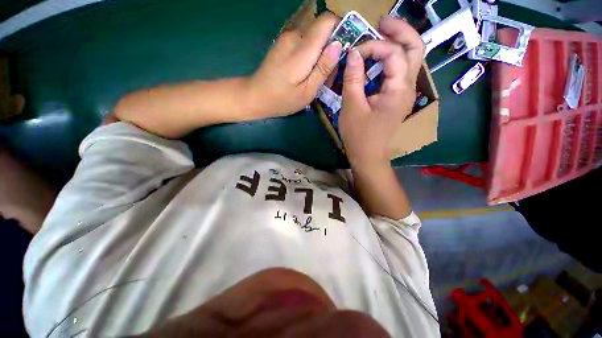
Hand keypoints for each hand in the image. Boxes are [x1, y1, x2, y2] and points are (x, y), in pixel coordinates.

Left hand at [248, 13, 341, 117]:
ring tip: (316, 79)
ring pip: (313, 38)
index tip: (344, 52)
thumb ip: (323, 68)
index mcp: (303, 48)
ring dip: (320, 55)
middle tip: (328, 76)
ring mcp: (287, 39)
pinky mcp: (283, 44)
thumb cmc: (282, 100)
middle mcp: (295, 37)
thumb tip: (339, 45)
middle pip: (322, 31)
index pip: (328, 21)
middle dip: (331, 50)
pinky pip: (303, 44)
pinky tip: (306, 74)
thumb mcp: (307, 91)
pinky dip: (310, 56)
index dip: (340, 31)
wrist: (254, 96)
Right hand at [339, 17, 423, 168]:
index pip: (394, 53)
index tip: (354, 54)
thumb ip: (353, 79)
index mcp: (399, 90)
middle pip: (415, 49)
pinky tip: (377, 60)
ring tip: (380, 35)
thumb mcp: (352, 107)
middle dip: (400, 31)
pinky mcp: (397, 98)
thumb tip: (352, 54)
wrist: (368, 156)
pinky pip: (399, 72)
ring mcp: (404, 93)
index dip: (373, 46)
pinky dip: (390, 60)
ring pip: (410, 59)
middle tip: (382, 23)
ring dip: (397, 43)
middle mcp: (408, 88)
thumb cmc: (359, 136)